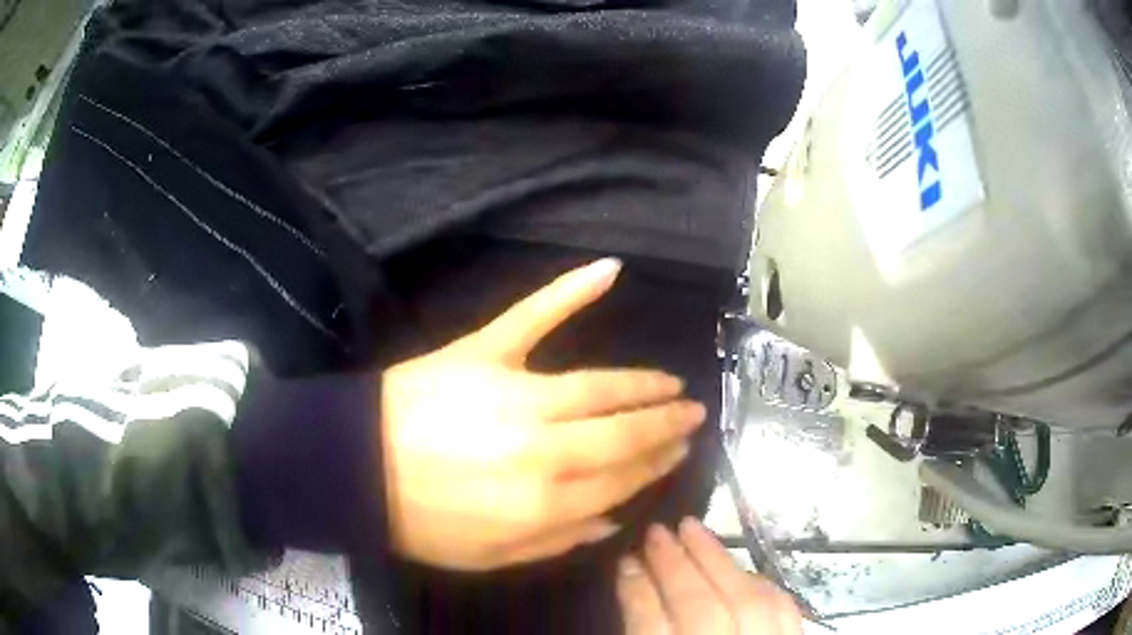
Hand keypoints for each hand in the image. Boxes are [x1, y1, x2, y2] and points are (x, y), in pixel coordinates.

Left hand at [381, 259, 706, 570]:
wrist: (357, 469)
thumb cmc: (422, 520)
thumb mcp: (491, 557)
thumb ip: (558, 541)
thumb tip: (613, 519)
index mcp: (545, 501)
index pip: (622, 478)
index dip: (656, 464)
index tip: (679, 451)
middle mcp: (545, 446)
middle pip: (623, 432)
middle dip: (665, 423)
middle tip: (693, 412)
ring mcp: (517, 392)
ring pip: (600, 386)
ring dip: (644, 383)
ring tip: (672, 382)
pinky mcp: (485, 352)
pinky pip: (534, 315)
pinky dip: (571, 289)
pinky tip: (610, 269)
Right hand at [617, 518, 802, 634]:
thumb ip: (644, 629)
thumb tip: (634, 581)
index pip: (651, 628)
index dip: (636, 592)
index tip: (624, 559)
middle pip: (700, 610)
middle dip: (675, 566)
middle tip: (656, 531)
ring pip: (747, 601)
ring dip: (718, 560)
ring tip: (692, 528)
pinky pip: (784, 608)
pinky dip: (760, 582)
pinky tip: (740, 566)